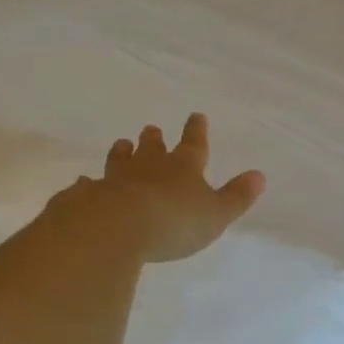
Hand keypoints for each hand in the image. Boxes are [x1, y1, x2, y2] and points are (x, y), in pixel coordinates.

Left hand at [55, 114, 265, 263]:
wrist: (116, 229)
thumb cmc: (174, 221)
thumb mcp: (216, 214)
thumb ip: (236, 197)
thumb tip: (260, 175)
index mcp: (183, 169)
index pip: (194, 146)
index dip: (196, 131)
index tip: (196, 115)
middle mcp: (148, 169)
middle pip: (152, 149)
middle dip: (154, 139)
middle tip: (151, 129)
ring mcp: (115, 181)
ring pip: (120, 161)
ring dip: (122, 153)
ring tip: (121, 144)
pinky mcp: (87, 197)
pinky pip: (88, 186)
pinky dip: (88, 184)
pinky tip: (83, 183)